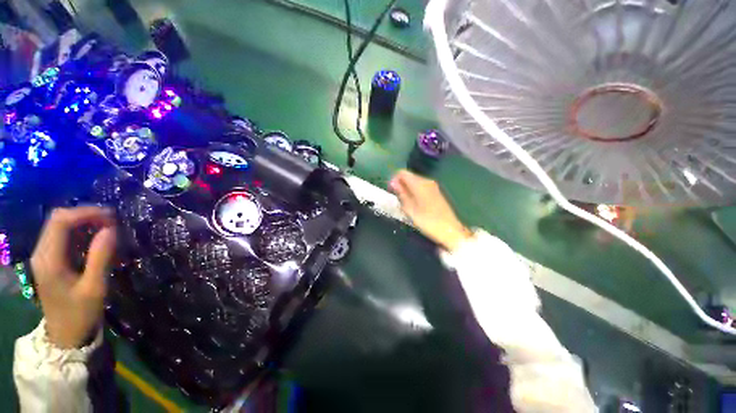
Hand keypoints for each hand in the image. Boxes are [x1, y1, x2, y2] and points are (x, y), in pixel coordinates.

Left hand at [31, 207, 116, 348]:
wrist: (66, 335)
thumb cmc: (80, 314)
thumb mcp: (94, 288)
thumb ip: (101, 257)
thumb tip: (111, 229)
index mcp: (49, 260)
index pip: (61, 221)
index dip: (85, 213)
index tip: (111, 216)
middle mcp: (42, 253)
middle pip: (58, 220)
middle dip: (85, 215)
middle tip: (112, 221)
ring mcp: (44, 257)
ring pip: (60, 226)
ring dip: (84, 222)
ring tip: (107, 228)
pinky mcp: (50, 261)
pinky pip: (63, 237)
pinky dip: (80, 232)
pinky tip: (95, 238)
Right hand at [389, 170, 471, 251]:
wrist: (449, 230)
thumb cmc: (427, 221)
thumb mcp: (410, 209)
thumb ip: (401, 194)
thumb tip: (393, 183)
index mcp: (419, 184)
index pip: (402, 173)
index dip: (394, 179)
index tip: (391, 190)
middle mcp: (427, 181)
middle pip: (409, 176)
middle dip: (400, 184)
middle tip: (397, 198)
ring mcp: (433, 186)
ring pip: (415, 181)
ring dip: (407, 188)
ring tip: (405, 203)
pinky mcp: (436, 191)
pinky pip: (421, 186)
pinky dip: (414, 191)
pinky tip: (414, 203)